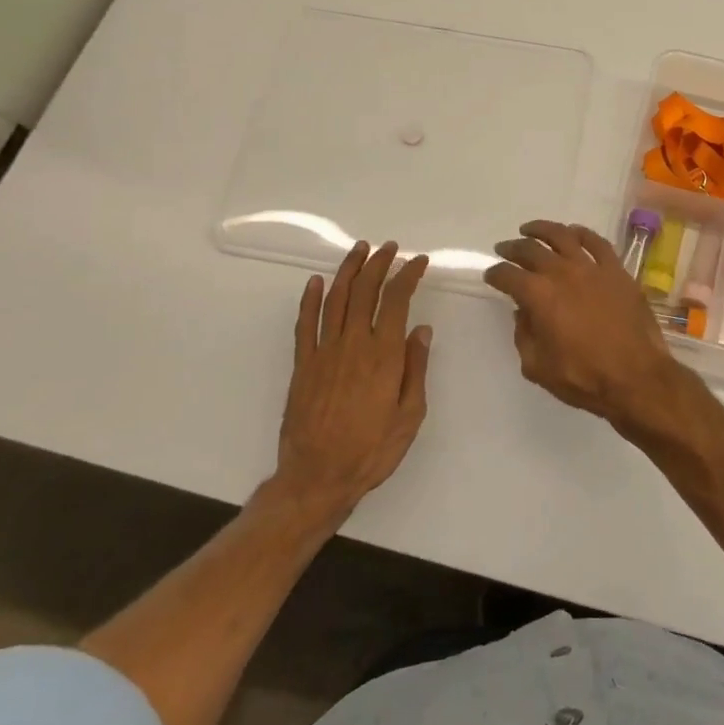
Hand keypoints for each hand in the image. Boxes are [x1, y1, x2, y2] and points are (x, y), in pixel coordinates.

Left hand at [273, 241, 431, 518]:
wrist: (317, 477)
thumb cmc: (372, 450)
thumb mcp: (410, 415)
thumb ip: (415, 369)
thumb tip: (421, 329)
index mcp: (384, 355)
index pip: (396, 300)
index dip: (407, 275)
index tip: (418, 261)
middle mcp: (353, 344)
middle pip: (364, 291)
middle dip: (379, 264)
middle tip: (389, 247)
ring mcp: (323, 352)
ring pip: (335, 299)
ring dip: (348, 271)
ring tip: (359, 250)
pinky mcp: (303, 364)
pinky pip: (305, 323)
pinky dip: (309, 299)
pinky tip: (315, 282)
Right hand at [483, 220, 680, 429]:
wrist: (637, 377)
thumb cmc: (584, 377)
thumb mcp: (538, 367)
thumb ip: (524, 336)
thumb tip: (524, 313)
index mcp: (539, 296)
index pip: (508, 275)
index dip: (496, 274)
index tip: (491, 275)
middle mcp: (562, 273)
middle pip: (531, 250)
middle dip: (512, 248)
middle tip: (504, 248)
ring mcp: (592, 268)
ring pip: (562, 236)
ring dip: (542, 230)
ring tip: (530, 230)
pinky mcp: (617, 271)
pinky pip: (597, 242)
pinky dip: (582, 233)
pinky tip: (574, 232)